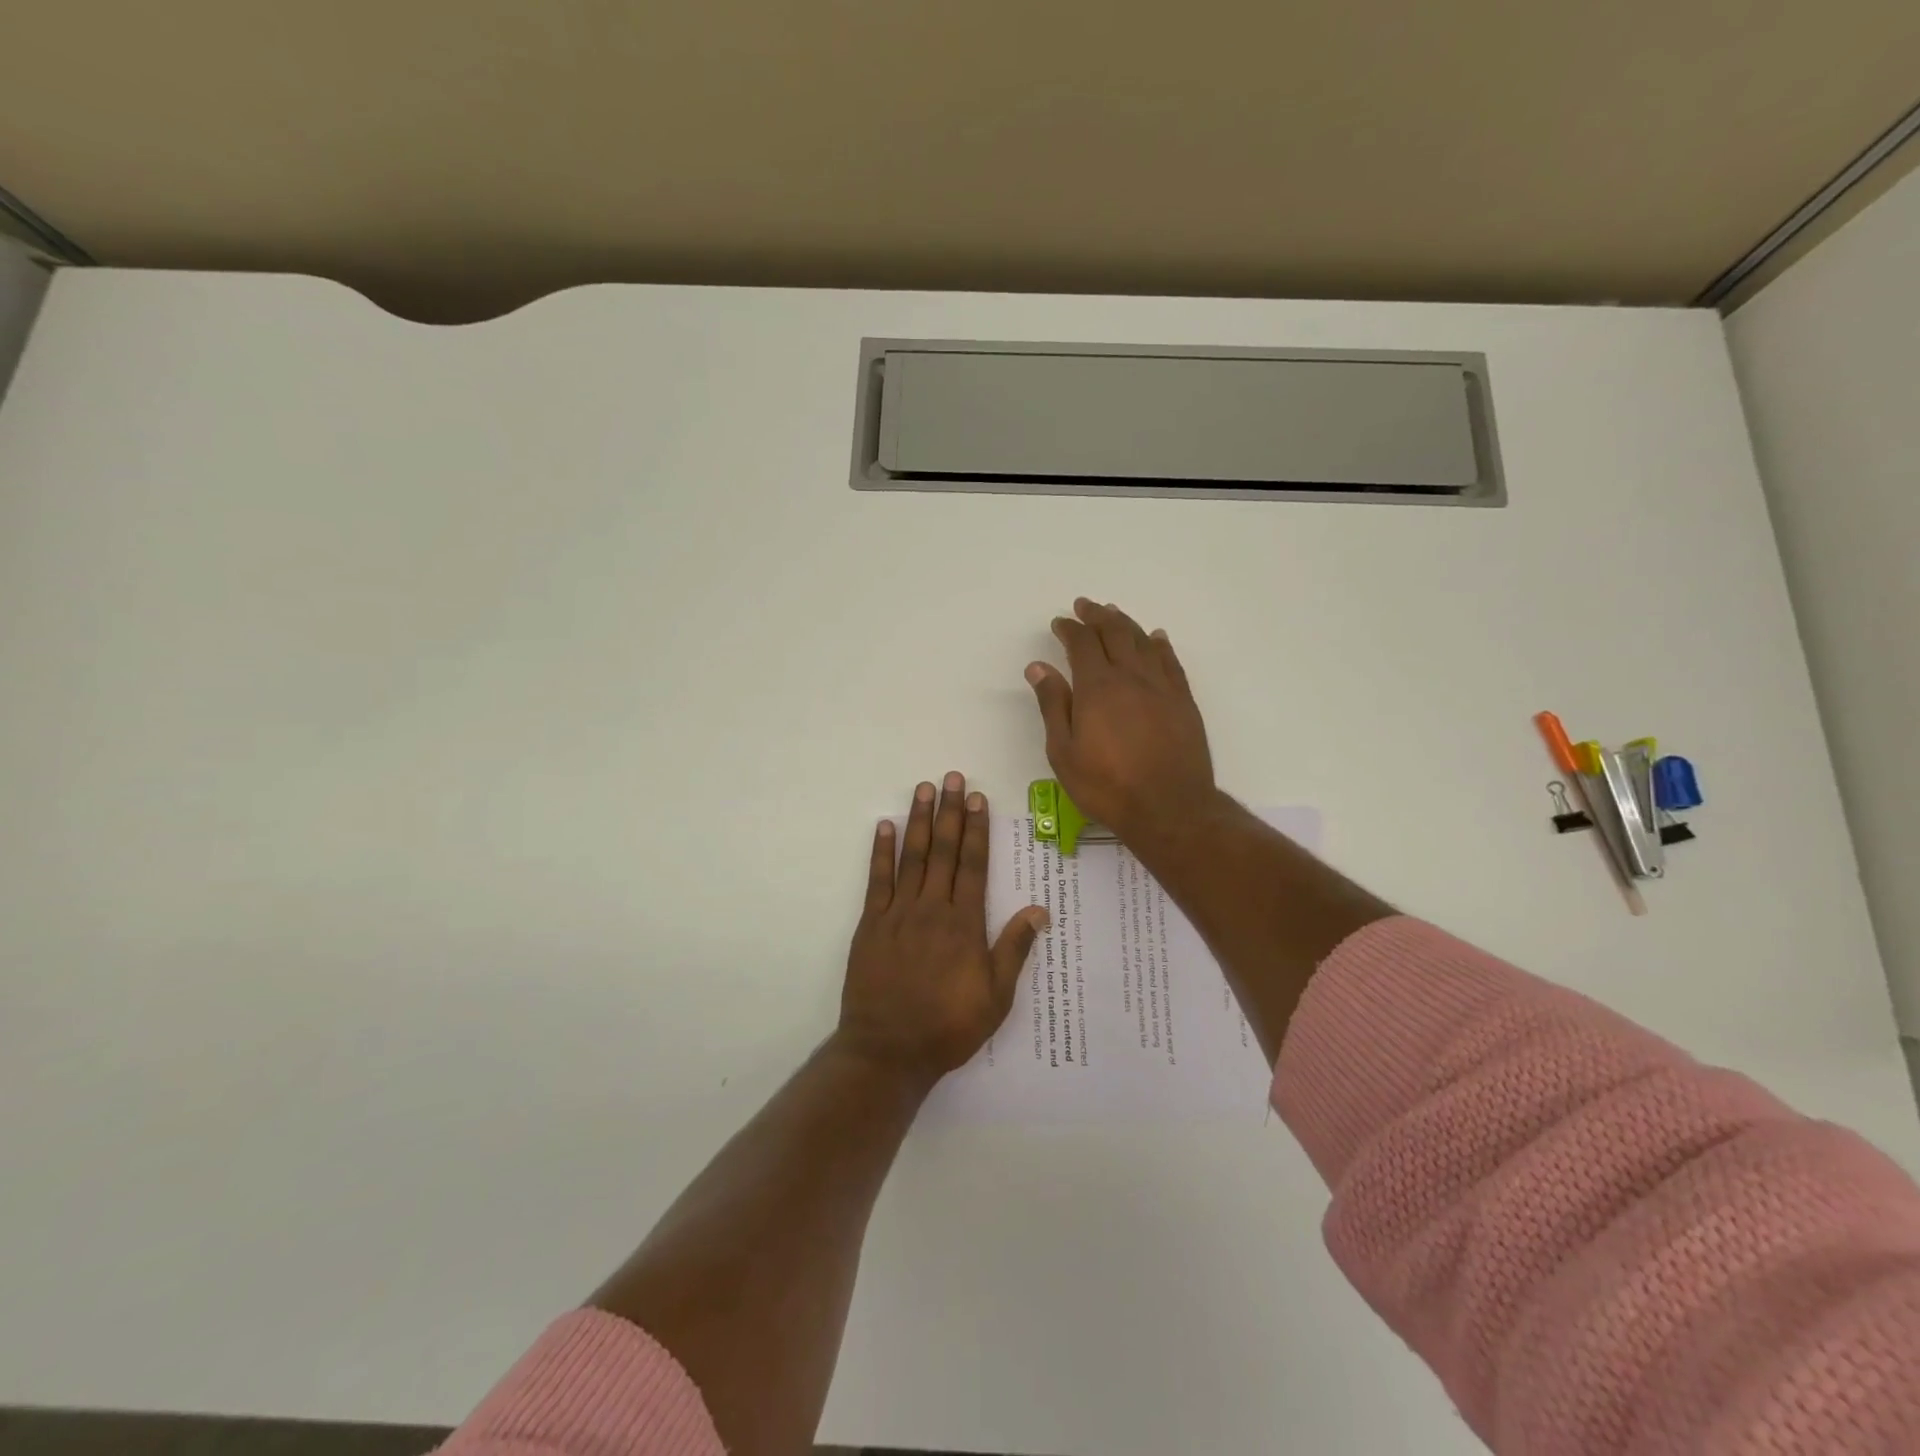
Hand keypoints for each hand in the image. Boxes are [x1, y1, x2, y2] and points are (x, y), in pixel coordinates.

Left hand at [836, 772, 1048, 1087]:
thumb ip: (1014, 949)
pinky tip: (885, 827)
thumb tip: (1039, 910)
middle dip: (949, 812)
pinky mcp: (871, 924)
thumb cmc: (948, 1026)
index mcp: (964, 923)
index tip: (977, 799)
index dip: (976, 829)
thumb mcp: (995, 997)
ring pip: (912, 857)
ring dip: (918, 820)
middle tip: (952, 778)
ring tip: (923, 789)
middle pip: (943, 851)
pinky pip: (877, 880)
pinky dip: (881, 852)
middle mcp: (932, 909)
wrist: (889, 1050)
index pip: (973, 865)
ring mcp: (898, 913)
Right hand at [1025, 598, 1217, 846]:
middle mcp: (1131, 677)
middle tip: (1086, 606)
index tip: (1060, 623)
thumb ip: (1053, 705)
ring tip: (1114, 614)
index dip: (1070, 629)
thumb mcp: (1064, 752)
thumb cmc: (1107, 785)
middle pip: (1114, 633)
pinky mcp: (1184, 701)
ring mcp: (1162, 687)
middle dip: (1097, 616)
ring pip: (1143, 642)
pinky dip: (1160, 645)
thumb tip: (1038, 667)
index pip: (1081, 644)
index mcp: (1097, 687)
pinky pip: (1171, 662)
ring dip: (1126, 624)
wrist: (1169, 807)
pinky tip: (1156, 638)